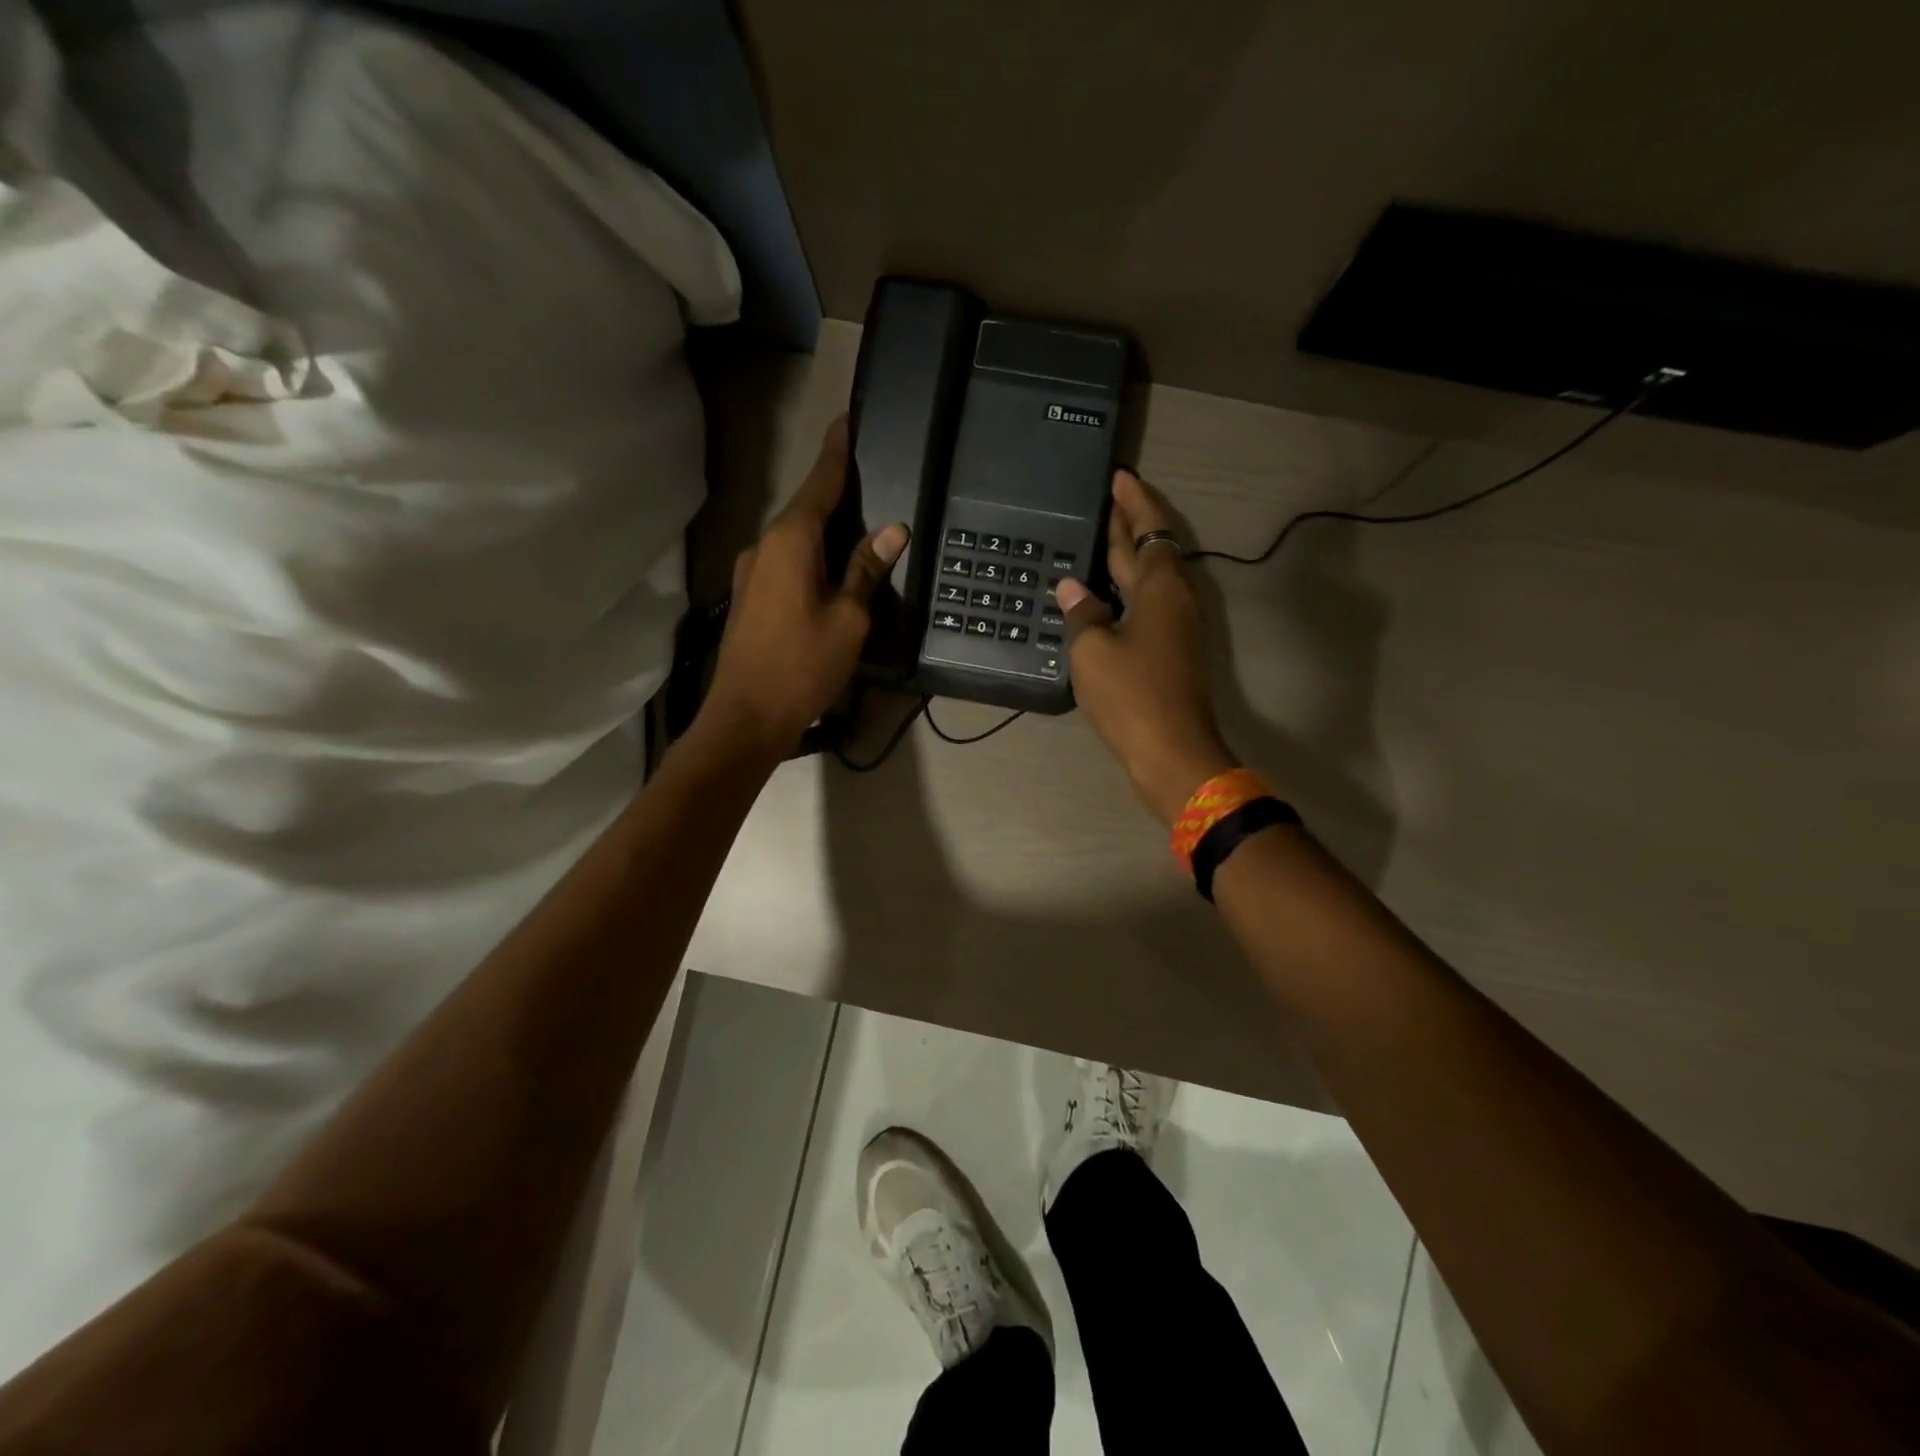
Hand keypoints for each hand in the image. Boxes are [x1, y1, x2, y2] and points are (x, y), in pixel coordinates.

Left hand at [698, 417, 907, 759]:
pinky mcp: (749, 598)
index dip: (837, 452)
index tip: (846, 419)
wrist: (746, 716)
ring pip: (794, 538)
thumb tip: (892, 530)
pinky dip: (810, 555)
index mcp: (791, 541)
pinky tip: (829, 568)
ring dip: (822, 528)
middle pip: (805, 508)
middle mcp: (765, 546)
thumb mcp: (849, 618)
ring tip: (855, 526)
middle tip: (866, 476)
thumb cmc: (803, 665)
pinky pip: (785, 562)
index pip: (820, 483)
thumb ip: (867, 569)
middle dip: (833, 491)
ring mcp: (752, 573)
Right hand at [1057, 470, 1238, 825]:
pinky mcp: (1172, 652)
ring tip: (1102, 541)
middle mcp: (1174, 599)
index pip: (1146, 530)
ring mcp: (1176, 628)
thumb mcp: (1093, 650)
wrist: (1171, 752)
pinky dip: (1128, 590)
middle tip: (1108, 501)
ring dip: (1129, 557)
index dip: (1133, 503)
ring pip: (1151, 579)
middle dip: (1130, 525)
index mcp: (1160, 587)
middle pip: (1151, 550)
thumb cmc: (1131, 695)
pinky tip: (1106, 596)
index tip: (1119, 478)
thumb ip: (1083, 613)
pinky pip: (1148, 605)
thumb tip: (1073, 587)